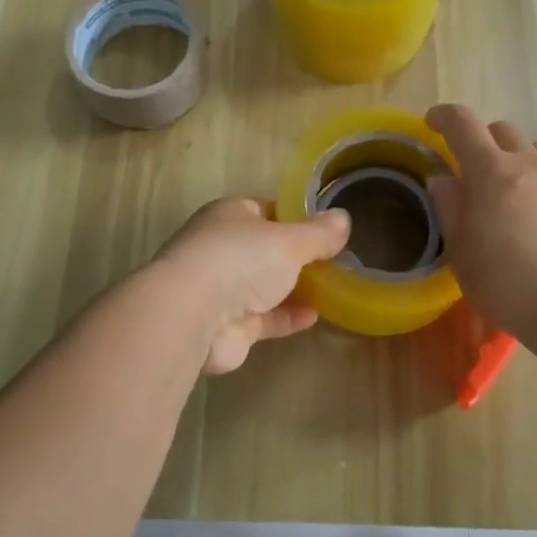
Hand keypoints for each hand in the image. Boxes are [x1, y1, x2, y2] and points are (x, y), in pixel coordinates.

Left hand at [151, 199, 351, 374]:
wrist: (193, 316)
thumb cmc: (240, 260)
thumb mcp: (289, 240)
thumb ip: (319, 234)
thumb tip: (344, 219)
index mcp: (231, 215)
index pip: (267, 210)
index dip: (296, 218)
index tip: (327, 229)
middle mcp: (222, 248)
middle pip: (266, 249)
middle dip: (296, 256)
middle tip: (335, 261)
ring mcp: (222, 288)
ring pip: (264, 285)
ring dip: (293, 288)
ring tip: (331, 289)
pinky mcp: (228, 326)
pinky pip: (264, 317)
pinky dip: (287, 316)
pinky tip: (315, 316)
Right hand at [425, 104, 536, 343]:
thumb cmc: (507, 286)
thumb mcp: (461, 253)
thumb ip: (450, 209)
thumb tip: (444, 179)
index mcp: (490, 172)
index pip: (462, 124)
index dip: (444, 117)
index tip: (432, 124)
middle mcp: (529, 163)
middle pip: (502, 131)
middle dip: (482, 141)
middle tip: (474, 172)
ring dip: (519, 156)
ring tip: (514, 185)